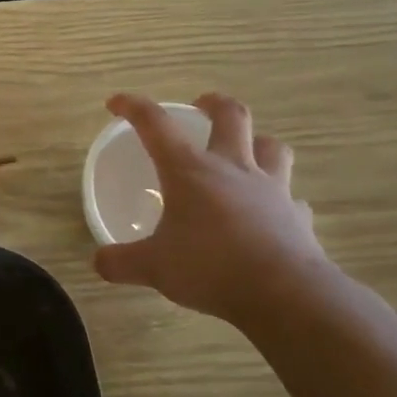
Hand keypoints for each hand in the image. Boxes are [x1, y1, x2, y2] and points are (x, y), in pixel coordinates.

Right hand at [93, 92, 331, 324]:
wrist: (285, 293)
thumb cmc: (210, 267)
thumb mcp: (153, 268)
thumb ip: (121, 262)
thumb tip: (99, 261)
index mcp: (190, 171)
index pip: (156, 125)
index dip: (133, 107)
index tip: (115, 103)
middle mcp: (233, 169)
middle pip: (232, 116)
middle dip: (214, 104)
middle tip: (201, 105)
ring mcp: (272, 190)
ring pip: (273, 147)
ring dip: (258, 142)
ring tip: (245, 150)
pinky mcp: (298, 217)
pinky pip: (292, 198)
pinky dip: (281, 199)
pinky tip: (273, 212)